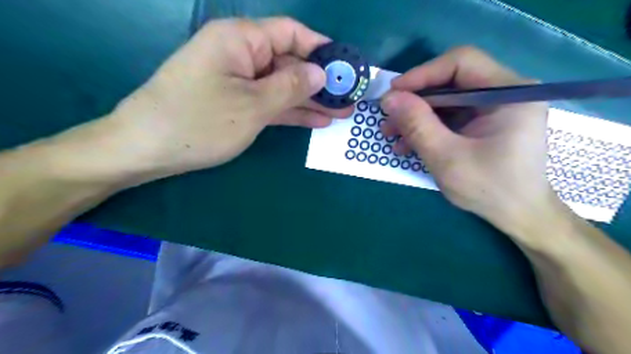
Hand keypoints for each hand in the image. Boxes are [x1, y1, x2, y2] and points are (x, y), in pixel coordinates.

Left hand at [106, 17, 349, 181]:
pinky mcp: (236, 103)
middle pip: (289, 62)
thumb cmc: (200, 122)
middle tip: (349, 98)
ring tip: (340, 112)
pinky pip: (270, 102)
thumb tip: (321, 73)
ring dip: (310, 100)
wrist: (148, 150)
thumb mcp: (253, 105)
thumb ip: (291, 87)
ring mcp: (239, 81)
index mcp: (241, 39)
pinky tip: (316, 120)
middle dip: (320, 81)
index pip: (291, 33)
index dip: (321, 48)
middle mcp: (241, 55)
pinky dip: (291, 111)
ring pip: (282, 86)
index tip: (345, 66)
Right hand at [380, 48, 552, 238]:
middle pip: (451, 82)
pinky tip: (409, 144)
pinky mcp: (485, 123)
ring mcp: (495, 108)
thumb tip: (389, 98)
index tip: (393, 93)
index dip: (422, 74)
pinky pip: (451, 117)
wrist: (518, 216)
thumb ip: (417, 125)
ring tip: (392, 135)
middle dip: (415, 101)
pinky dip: (428, 128)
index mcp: (509, 92)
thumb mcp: (446, 157)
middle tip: (388, 119)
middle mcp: (505, 92)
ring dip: (417, 117)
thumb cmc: (489, 189)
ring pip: (446, 101)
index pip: (461, 63)